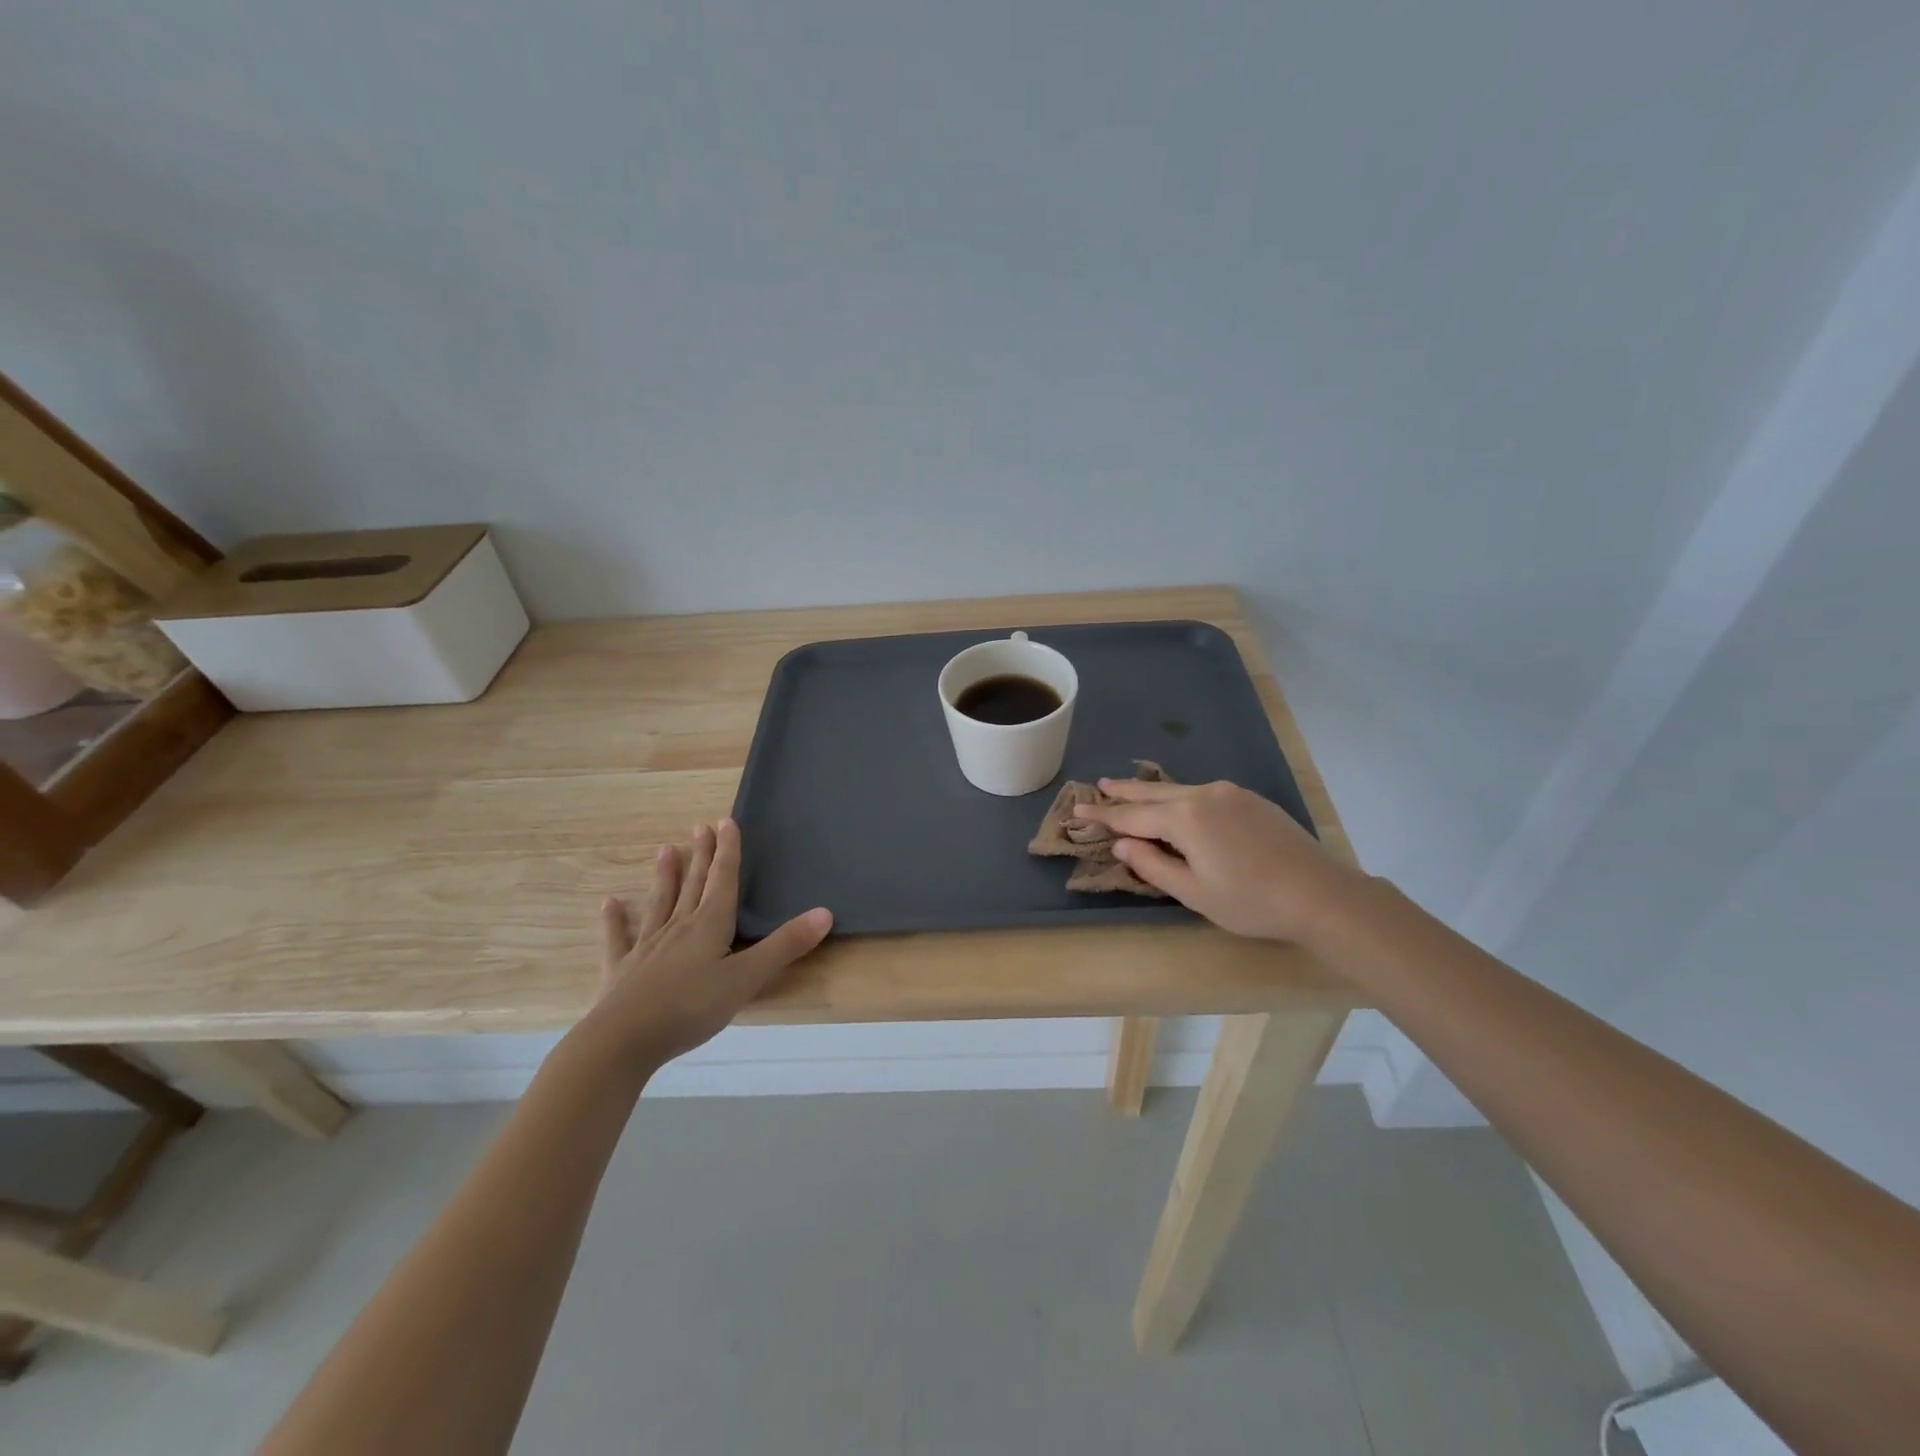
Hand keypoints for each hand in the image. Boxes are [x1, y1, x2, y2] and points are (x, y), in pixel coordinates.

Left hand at [584, 819, 831, 1067]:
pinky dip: (615, 920)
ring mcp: (646, 946)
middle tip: (700, 827)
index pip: (723, 880)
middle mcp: (678, 927)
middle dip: (701, 856)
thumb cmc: (690, 1007)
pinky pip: (619, 937)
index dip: (728, 852)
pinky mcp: (621, 969)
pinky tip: (610, 904)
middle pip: (693, 885)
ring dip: (665, 877)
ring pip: (660, 903)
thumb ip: (784, 947)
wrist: (622, 1041)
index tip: (726, 822)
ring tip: (665, 850)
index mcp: (709, 925)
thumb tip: (825, 913)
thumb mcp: (746, 979)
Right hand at [1071, 778, 1364, 942]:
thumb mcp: (1193, 892)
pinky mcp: (1249, 799)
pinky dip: (1177, 795)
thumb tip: (1122, 844)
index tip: (1077, 811)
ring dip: (1150, 791)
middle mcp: (1203, 795)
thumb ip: (1152, 864)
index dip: (1103, 816)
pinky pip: (1201, 792)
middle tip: (1097, 787)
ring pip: (1178, 789)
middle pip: (1153, 792)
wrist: (1320, 894)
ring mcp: (1229, 793)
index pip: (1132, 816)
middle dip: (1123, 792)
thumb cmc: (1250, 901)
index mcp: (1185, 818)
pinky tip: (1175, 800)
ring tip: (1127, 788)